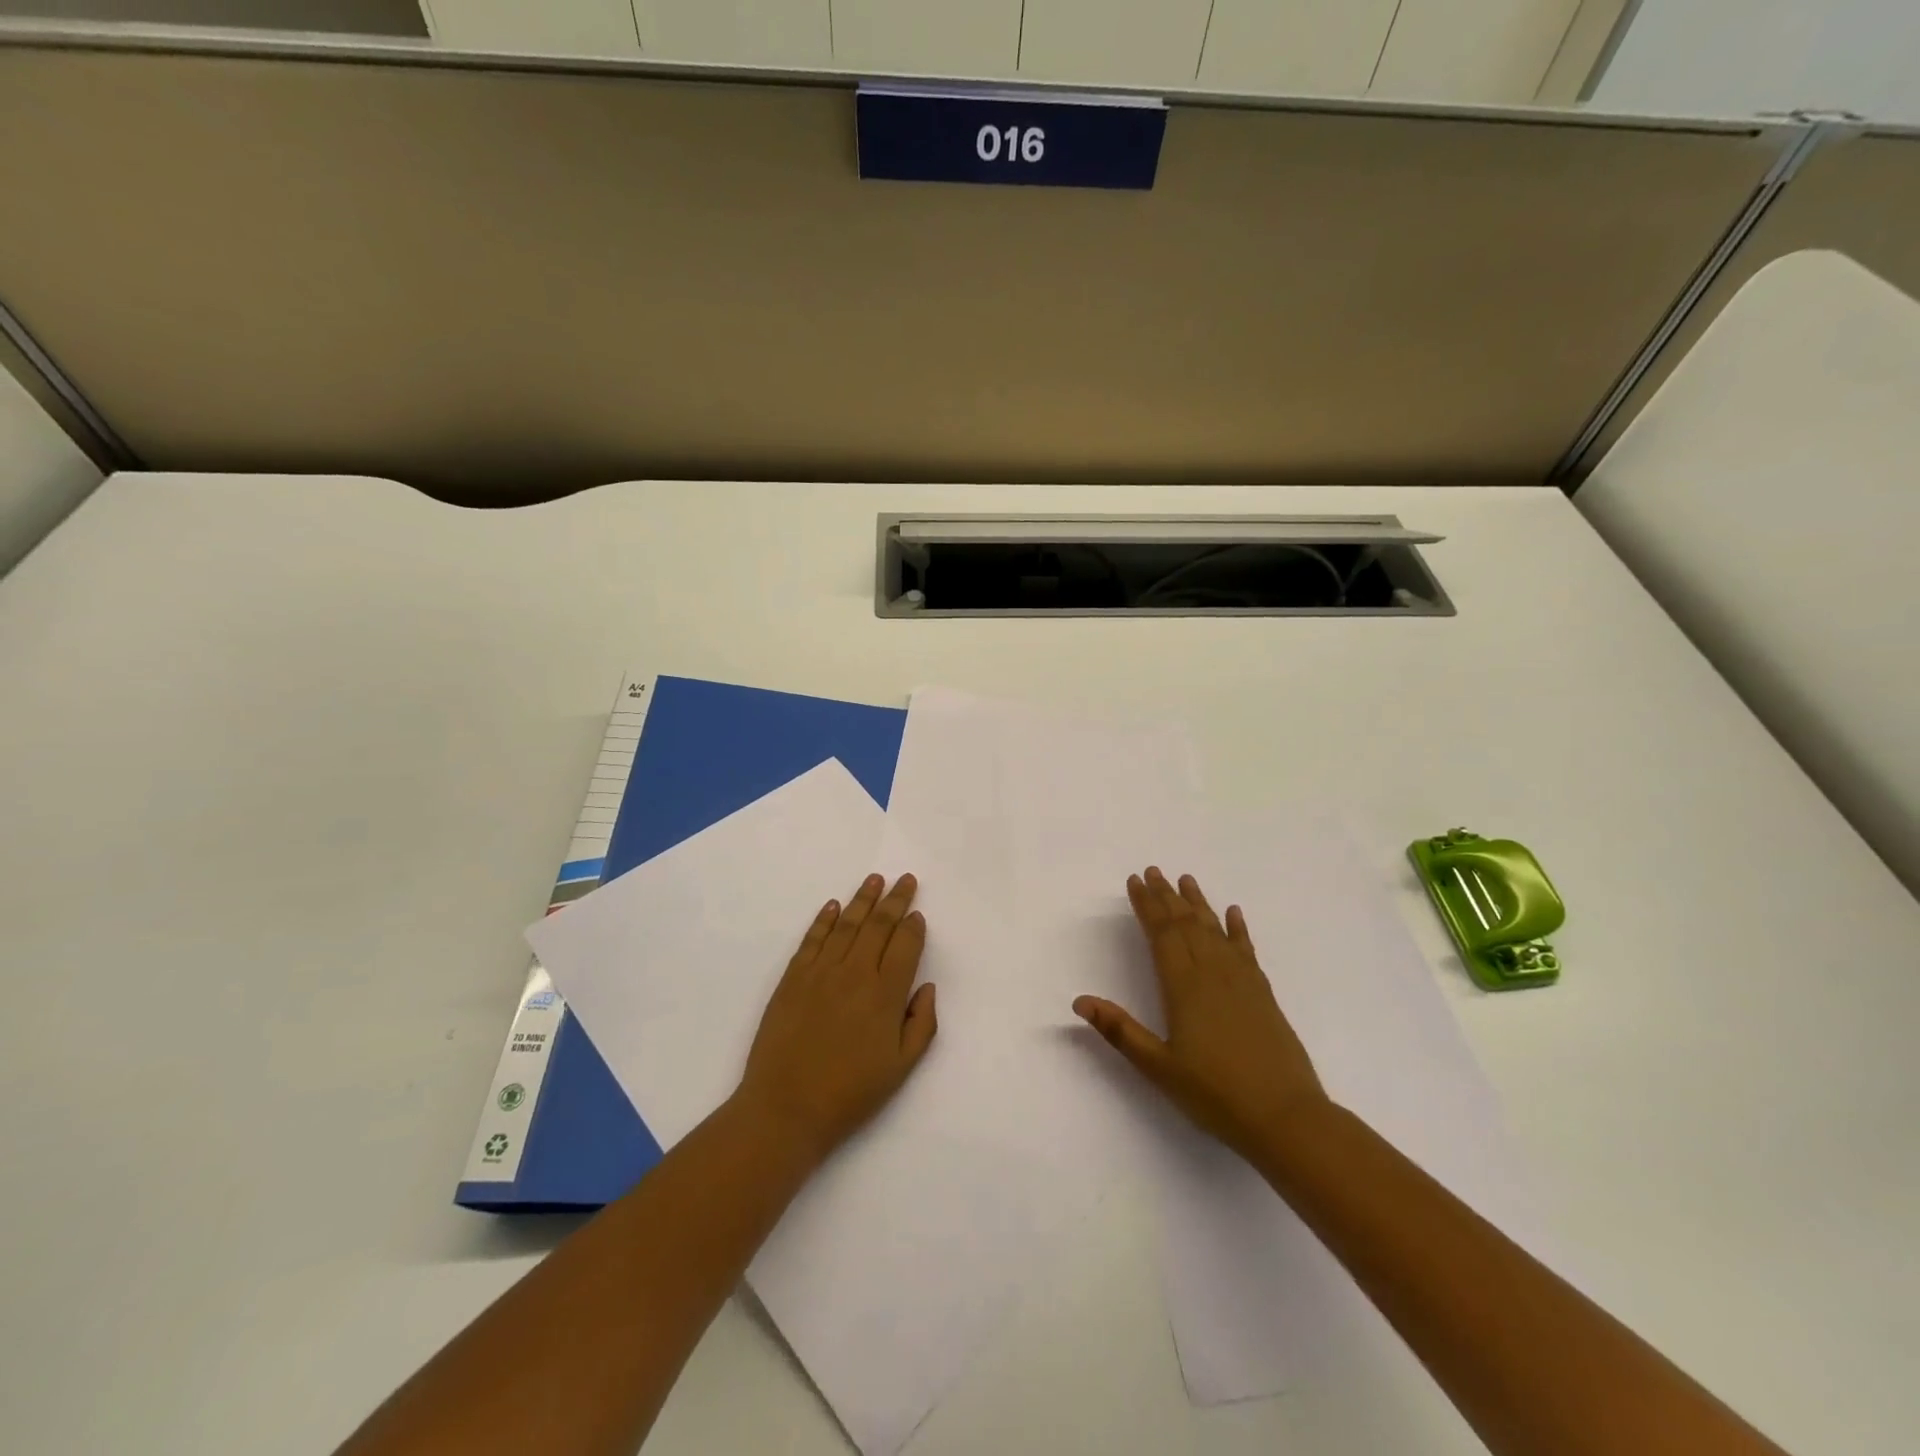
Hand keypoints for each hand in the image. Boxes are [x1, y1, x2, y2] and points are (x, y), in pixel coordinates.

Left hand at [736, 873, 937, 1164]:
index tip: (918, 914)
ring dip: (862, 899)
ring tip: (874, 879)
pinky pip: (813, 939)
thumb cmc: (850, 1093)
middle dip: (895, 900)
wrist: (786, 1108)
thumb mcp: (901, 1068)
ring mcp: (821, 972)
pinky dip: (824, 920)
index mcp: (886, 995)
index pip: (905, 946)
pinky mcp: (793, 978)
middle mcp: (855, 973)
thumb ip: (922, 1024)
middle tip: (904, 879)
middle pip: (878, 926)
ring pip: (846, 925)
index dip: (913, 926)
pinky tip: (833, 906)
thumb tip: (925, 987)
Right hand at [1074, 866, 1328, 1162]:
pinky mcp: (1263, 993)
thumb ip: (1120, 1031)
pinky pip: (1246, 949)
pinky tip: (1233, 913)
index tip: (1135, 881)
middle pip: (1186, 924)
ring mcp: (1242, 981)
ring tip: (1185, 880)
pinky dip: (1237, 928)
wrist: (1286, 1117)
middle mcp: (1212, 973)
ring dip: (1197, 903)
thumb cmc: (1216, 1094)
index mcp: (1184, 986)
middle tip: (1153, 871)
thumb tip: (1080, 1001)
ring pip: (1214, 930)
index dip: (1146, 905)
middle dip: (1166, 896)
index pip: (1162, 934)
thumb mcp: (1159, 1067)